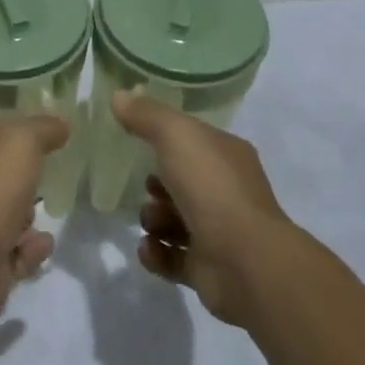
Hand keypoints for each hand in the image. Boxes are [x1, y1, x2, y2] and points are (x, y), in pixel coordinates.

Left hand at [0, 116, 64, 316]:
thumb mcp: (23, 140)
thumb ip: (43, 128)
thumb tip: (61, 124)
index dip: (14, 138)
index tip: (42, 142)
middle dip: (22, 184)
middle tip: (43, 181)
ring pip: (4, 218)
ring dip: (26, 219)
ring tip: (37, 219)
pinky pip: (12, 252)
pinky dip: (29, 249)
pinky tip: (42, 244)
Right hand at [112, 89, 291, 325]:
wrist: (245, 261)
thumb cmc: (211, 187)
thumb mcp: (175, 135)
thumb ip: (145, 115)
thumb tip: (118, 95)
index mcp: (226, 155)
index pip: (193, 141)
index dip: (166, 140)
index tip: (137, 141)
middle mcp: (226, 191)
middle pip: (181, 182)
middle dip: (156, 185)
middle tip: (148, 188)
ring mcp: (219, 233)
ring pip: (173, 220)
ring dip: (153, 220)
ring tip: (152, 222)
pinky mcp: (207, 269)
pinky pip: (171, 258)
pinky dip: (156, 253)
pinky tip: (149, 248)